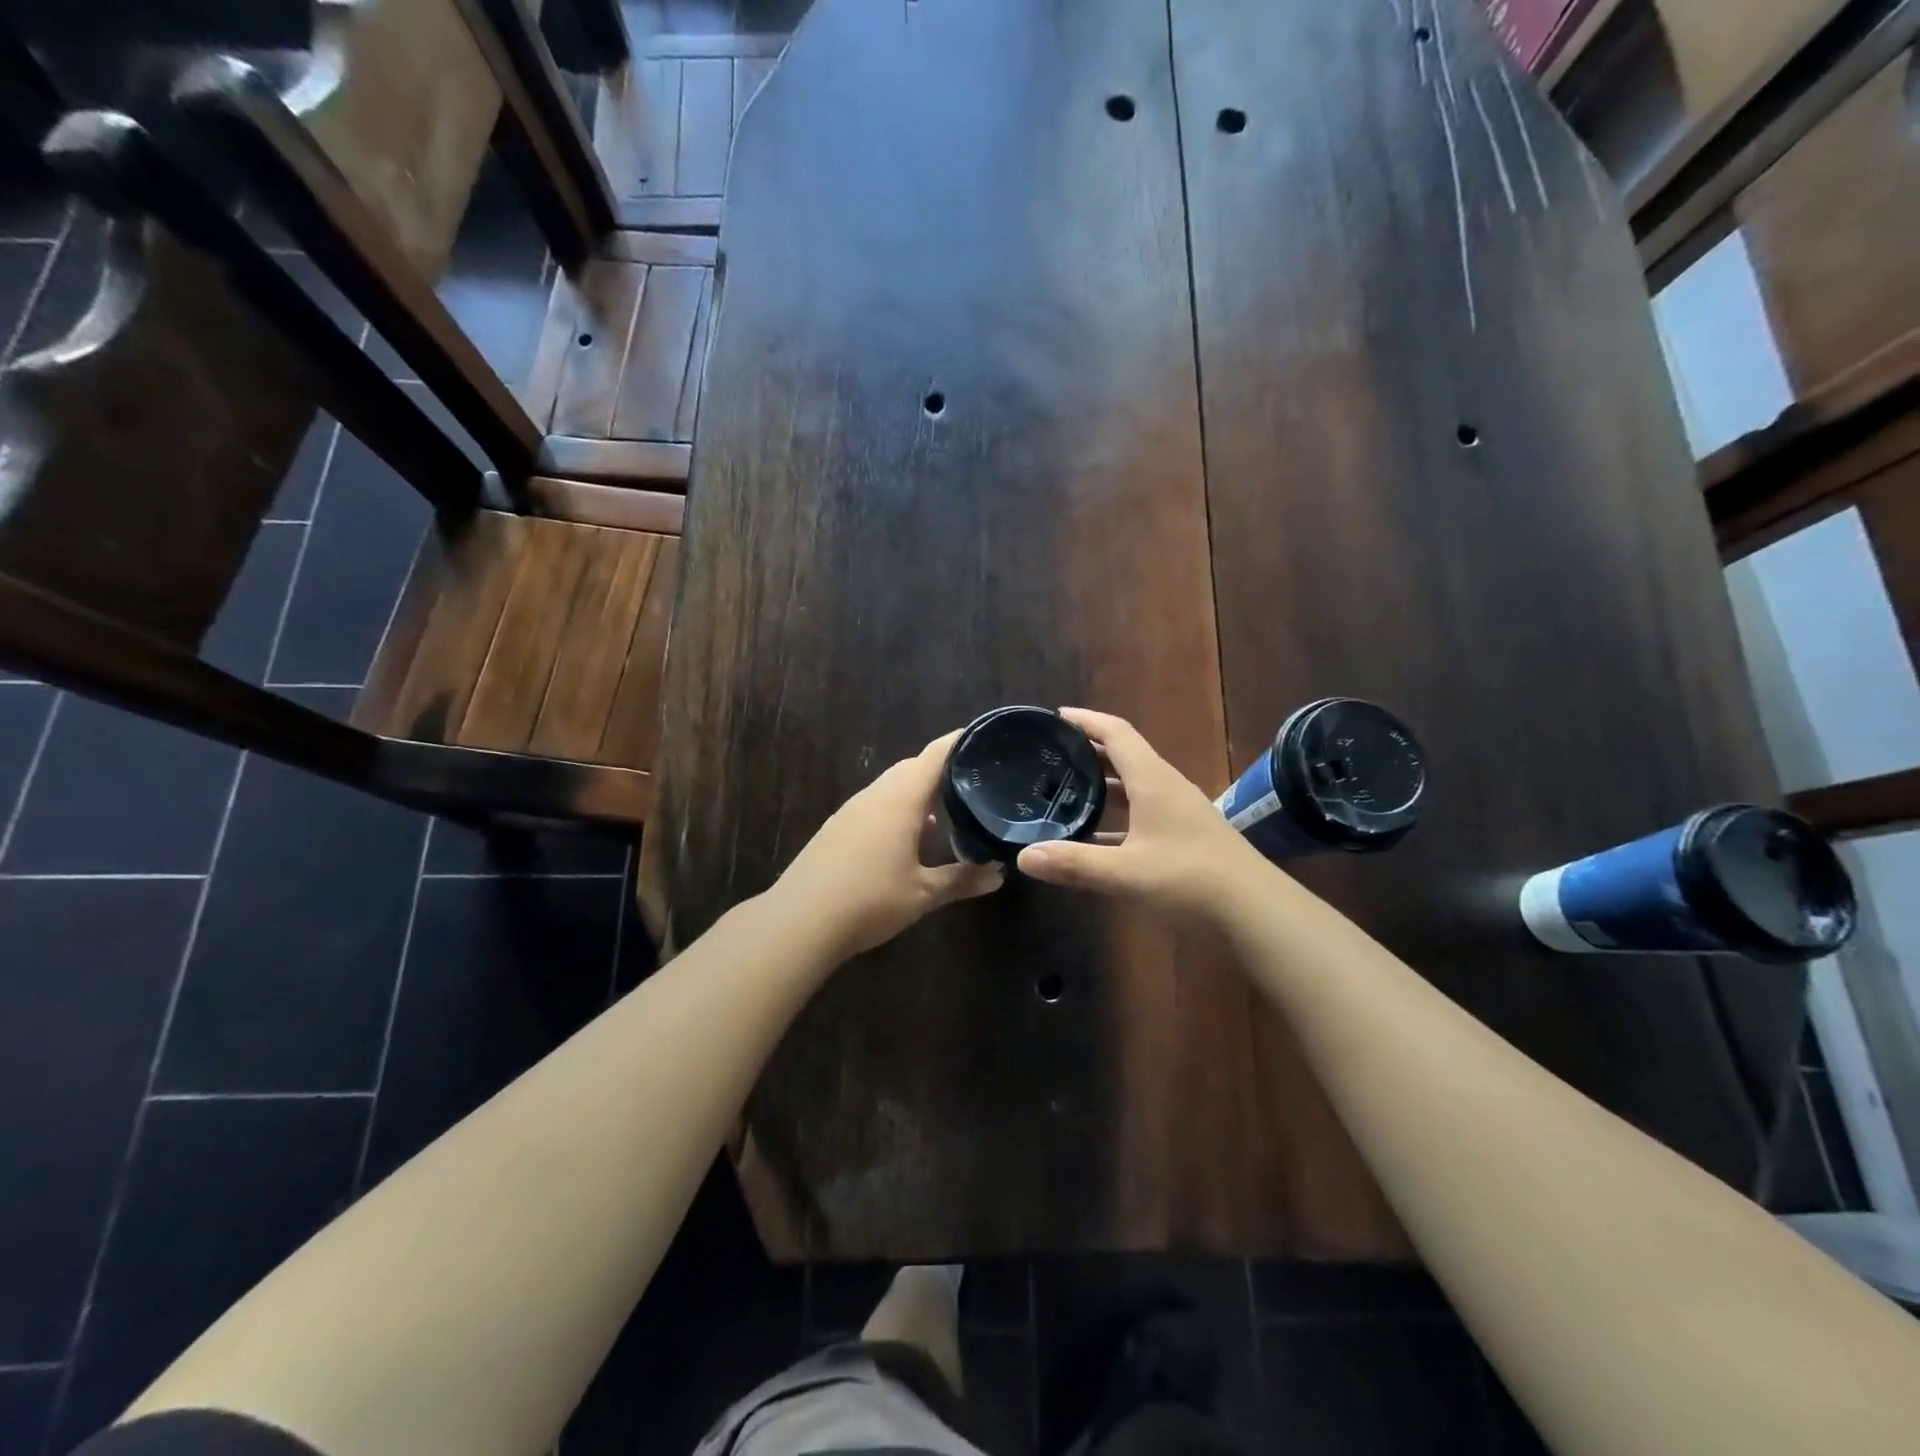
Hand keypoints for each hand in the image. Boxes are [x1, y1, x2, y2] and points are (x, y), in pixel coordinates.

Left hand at [772, 731, 1004, 957]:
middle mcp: (875, 795)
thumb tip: (998, 874)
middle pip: (913, 768)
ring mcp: (852, 810)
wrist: (799, 922)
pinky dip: (899, 811)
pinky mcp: (837, 828)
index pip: (935, 754)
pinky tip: (910, 840)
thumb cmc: (869, 900)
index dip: (961, 741)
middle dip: (944, 771)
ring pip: (892, 787)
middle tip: (977, 783)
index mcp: (900, 799)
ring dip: (920, 794)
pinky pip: (876, 806)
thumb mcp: (923, 894)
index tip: (987, 739)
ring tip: (950, 813)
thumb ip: (962, 879)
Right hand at [1016, 708, 1270, 920]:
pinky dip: (1118, 819)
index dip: (1087, 720)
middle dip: (1089, 751)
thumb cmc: (1190, 881)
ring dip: (1104, 785)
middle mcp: (1167, 788)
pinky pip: (1143, 815)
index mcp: (1153, 781)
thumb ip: (1074, 863)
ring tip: (1067, 790)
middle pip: (1125, 756)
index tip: (1057, 716)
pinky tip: (1097, 839)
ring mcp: (1180, 813)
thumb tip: (1023, 857)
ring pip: (1135, 787)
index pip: (1116, 733)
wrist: (1257, 913)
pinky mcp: (1186, 838)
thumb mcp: (1126, 873)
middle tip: (1052, 754)